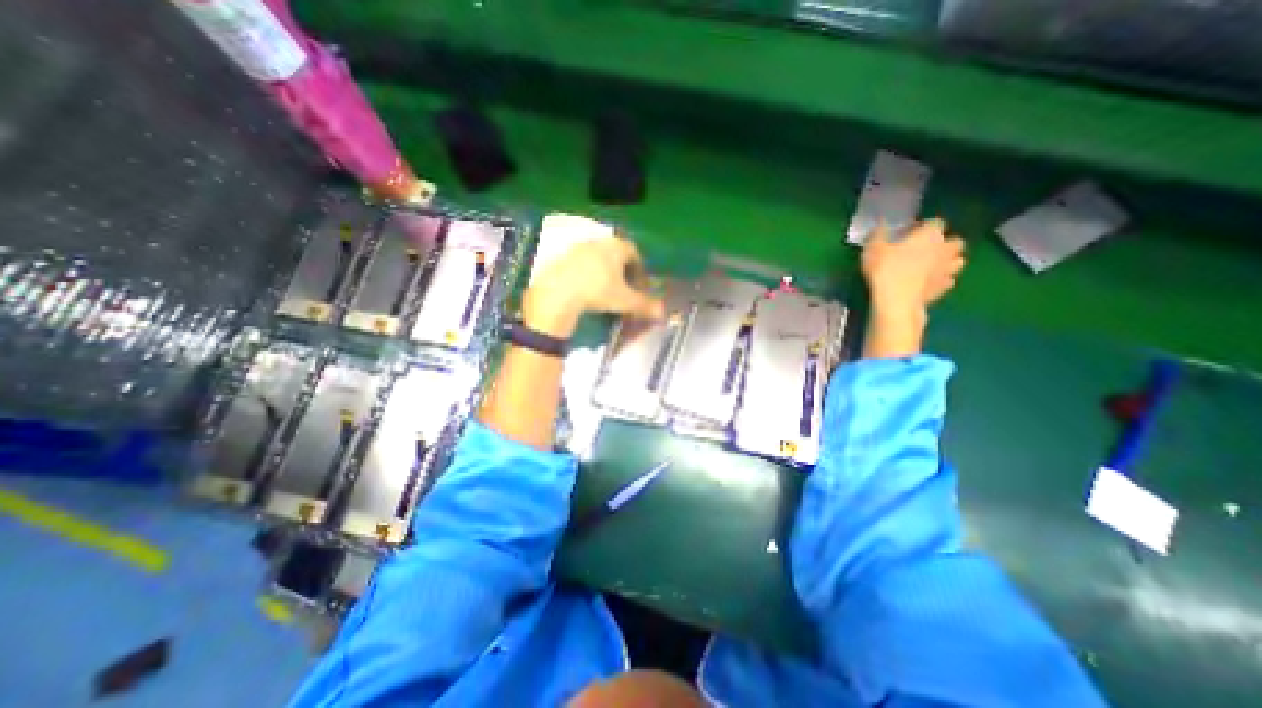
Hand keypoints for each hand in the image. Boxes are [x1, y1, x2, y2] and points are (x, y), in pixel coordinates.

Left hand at [524, 236, 662, 335]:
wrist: (558, 292)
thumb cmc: (598, 291)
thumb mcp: (625, 300)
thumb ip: (645, 305)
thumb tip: (662, 312)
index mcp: (616, 246)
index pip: (634, 253)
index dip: (640, 271)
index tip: (639, 287)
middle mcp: (598, 242)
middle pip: (615, 254)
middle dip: (622, 271)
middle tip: (623, 290)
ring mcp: (577, 248)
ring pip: (597, 259)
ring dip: (603, 273)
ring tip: (603, 292)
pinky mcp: (561, 257)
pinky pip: (579, 265)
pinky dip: (585, 276)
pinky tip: (583, 291)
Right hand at [863, 217, 969, 360]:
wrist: (897, 301)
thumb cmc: (885, 270)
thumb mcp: (873, 249)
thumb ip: (878, 234)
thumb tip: (880, 225)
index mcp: (930, 235)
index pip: (935, 223)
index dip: (923, 227)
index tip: (910, 233)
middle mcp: (945, 249)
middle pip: (955, 241)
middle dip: (944, 244)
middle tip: (925, 250)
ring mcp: (947, 270)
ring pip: (958, 261)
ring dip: (947, 261)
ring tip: (931, 267)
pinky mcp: (944, 288)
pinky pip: (948, 280)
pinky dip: (941, 280)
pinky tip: (928, 284)